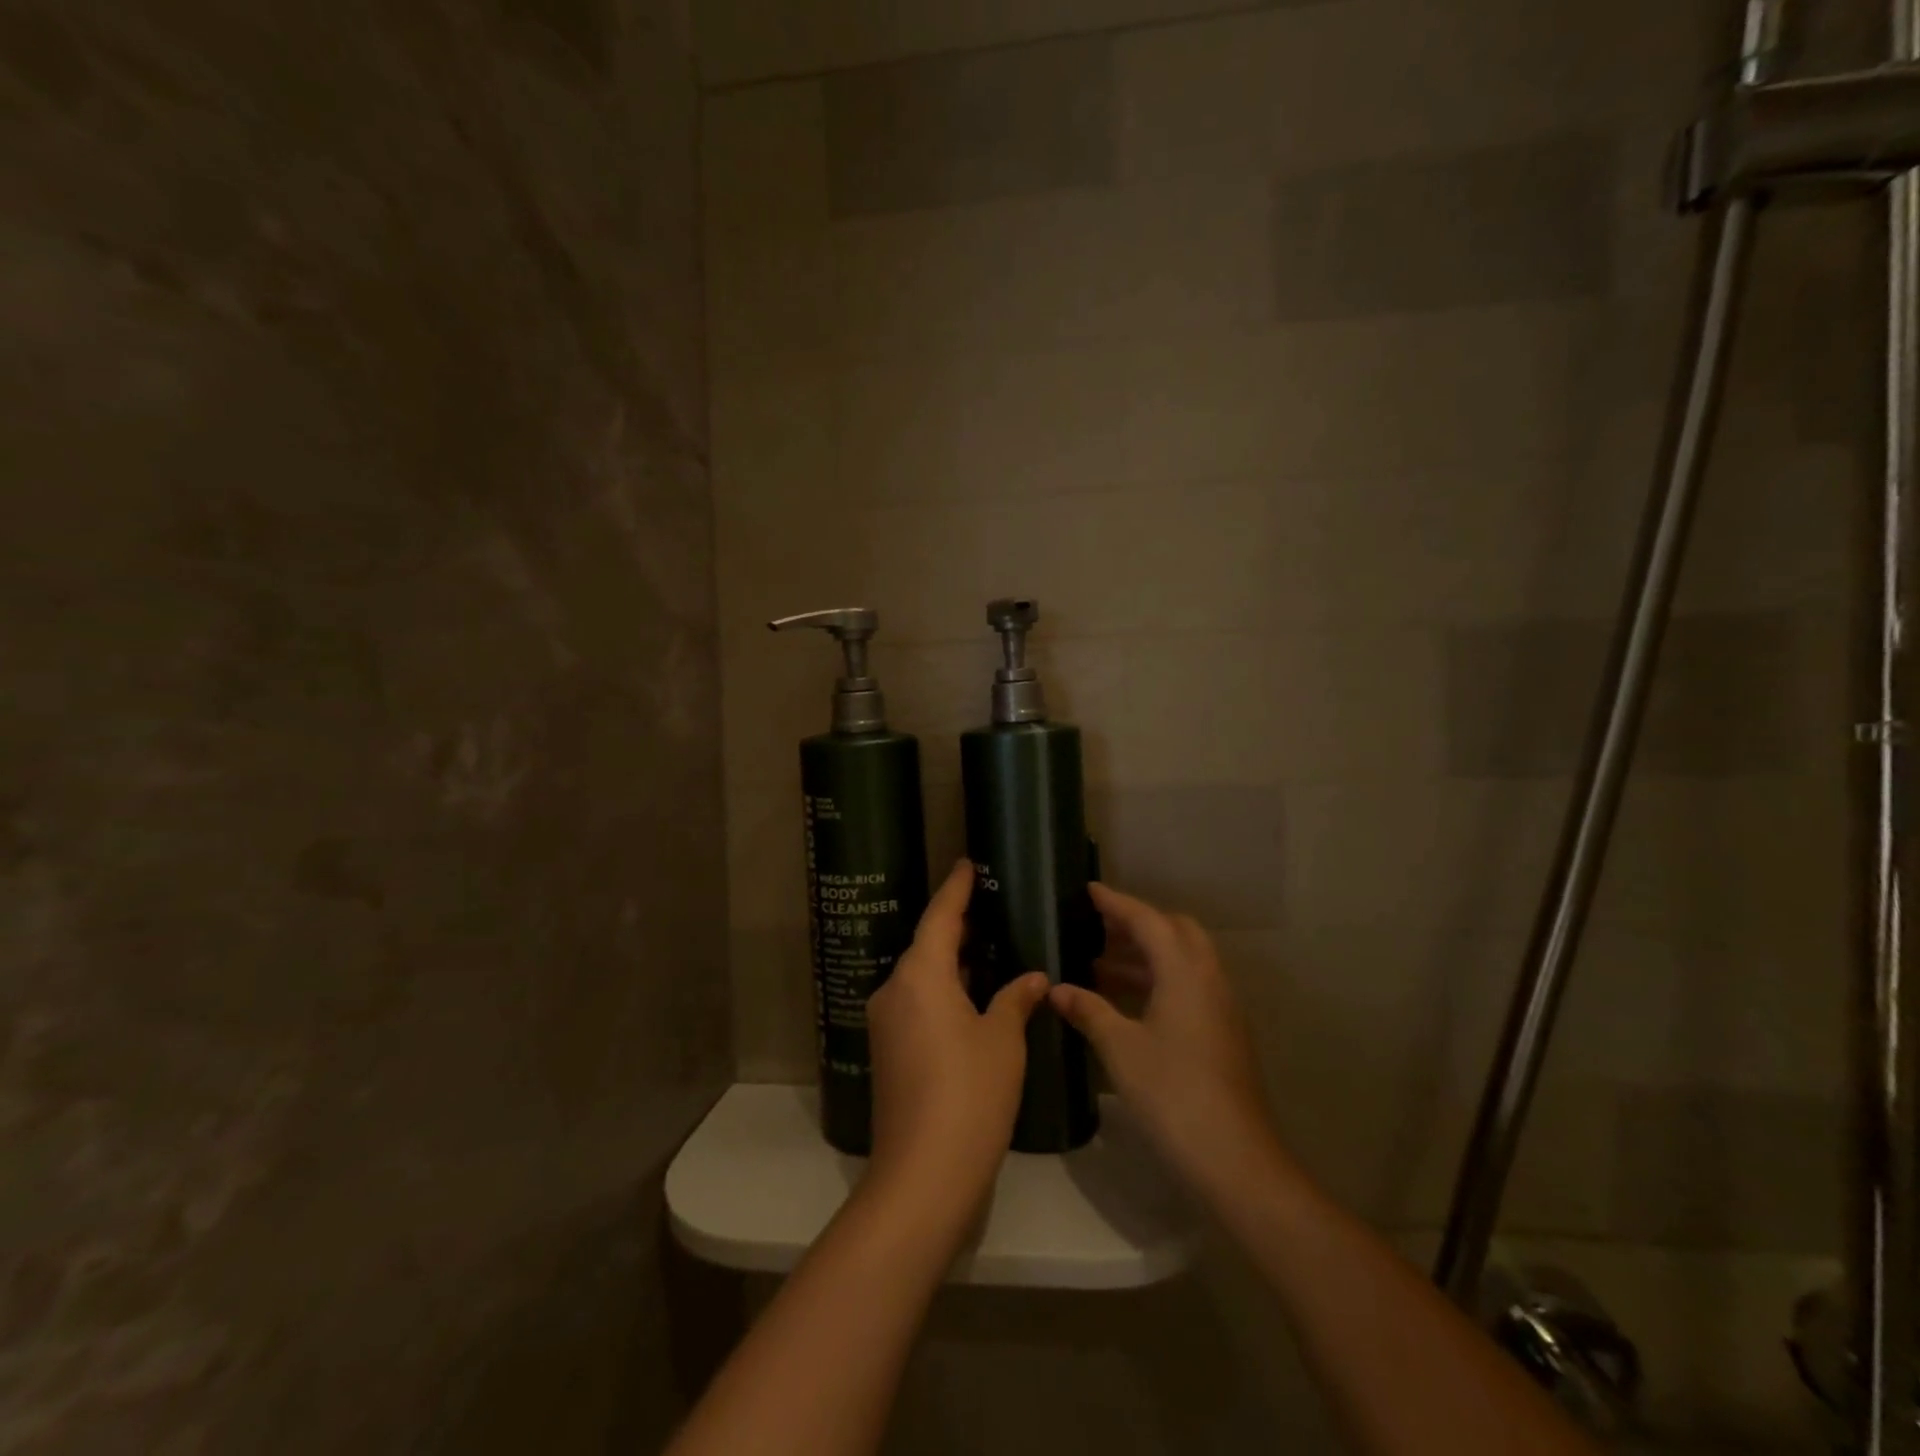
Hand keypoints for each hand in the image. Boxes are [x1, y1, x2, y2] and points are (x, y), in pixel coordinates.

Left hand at [866, 861, 1048, 1210]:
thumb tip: (1033, 977)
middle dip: (957, 926)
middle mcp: (894, 990)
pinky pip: (917, 1003)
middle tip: (991, 907)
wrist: (923, 1175)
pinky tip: (973, 997)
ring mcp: (886, 1022)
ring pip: (921, 976)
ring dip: (952, 962)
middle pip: (927, 945)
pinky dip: (944, 991)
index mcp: (920, 974)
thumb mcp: (1003, 1040)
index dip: (956, 888)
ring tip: (989, 948)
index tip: (967, 863)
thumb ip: (1016, 999)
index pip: (940, 916)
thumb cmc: (970, 1093)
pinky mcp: (888, 1051)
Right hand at [1050, 884, 1280, 1197]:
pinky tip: (1127, 1003)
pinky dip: (1158, 979)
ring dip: (1146, 954)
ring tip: (1100, 964)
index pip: (1148, 920)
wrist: (1235, 1159)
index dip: (1116, 903)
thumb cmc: (1173, 1094)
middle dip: (1137, 924)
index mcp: (1185, 972)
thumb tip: (1056, 988)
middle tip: (1097, 928)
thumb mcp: (1121, 1049)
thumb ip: (1089, 1011)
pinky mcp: (1222, 1032)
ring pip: (1183, 960)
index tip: (1088, 891)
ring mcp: (1220, 1007)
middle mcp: (1208, 979)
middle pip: (1174, 932)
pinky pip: (1188, 985)